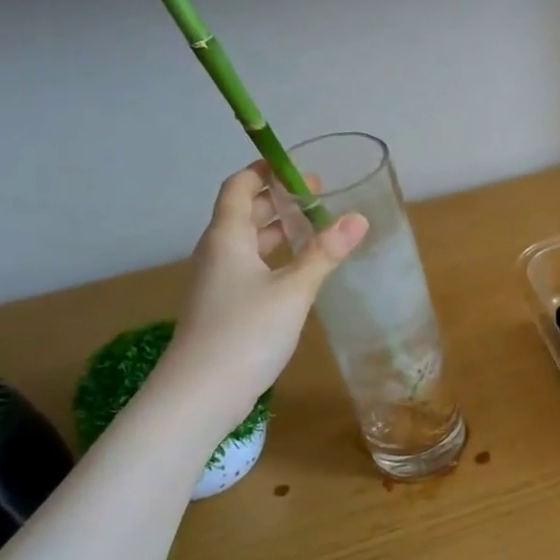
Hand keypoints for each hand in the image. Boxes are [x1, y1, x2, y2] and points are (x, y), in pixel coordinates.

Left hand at [157, 163, 367, 438]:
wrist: (201, 393)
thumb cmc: (245, 332)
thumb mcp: (294, 290)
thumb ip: (325, 253)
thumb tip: (358, 217)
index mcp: (227, 238)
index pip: (239, 187)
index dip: (264, 171)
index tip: (296, 166)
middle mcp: (218, 253)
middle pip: (244, 213)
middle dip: (278, 200)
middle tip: (318, 197)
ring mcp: (218, 282)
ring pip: (248, 243)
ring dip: (278, 230)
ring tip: (315, 228)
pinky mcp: (224, 307)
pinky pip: (251, 268)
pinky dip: (274, 258)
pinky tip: (300, 271)